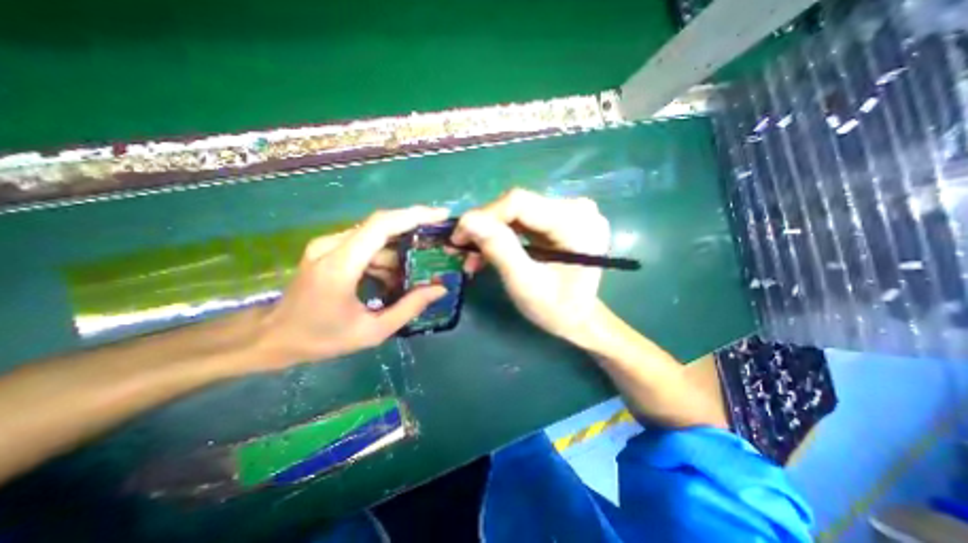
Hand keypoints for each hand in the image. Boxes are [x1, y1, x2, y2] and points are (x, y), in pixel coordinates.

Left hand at [258, 207, 451, 365]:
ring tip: (414, 273)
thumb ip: (409, 308)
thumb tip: (439, 288)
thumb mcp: (372, 332)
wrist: (273, 337)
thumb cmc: (322, 338)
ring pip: (374, 237)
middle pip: (381, 225)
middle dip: (413, 227)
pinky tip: (391, 278)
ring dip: (398, 251)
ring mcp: (327, 245)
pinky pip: (364, 244)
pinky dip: (383, 257)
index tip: (440, 214)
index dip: (413, 216)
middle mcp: (332, 246)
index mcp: (341, 265)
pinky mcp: (327, 249)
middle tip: (437, 237)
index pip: (382, 226)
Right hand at [451, 188, 606, 345]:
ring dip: (489, 232)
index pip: (520, 202)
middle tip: (460, 250)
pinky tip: (488, 250)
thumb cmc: (556, 309)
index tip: (458, 238)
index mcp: (576, 224)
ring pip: (515, 211)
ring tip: (472, 256)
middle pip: (517, 205)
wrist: (577, 317)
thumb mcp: (525, 285)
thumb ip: (499, 250)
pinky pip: (522, 218)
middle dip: (484, 227)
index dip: (484, 215)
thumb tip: (467, 220)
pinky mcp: (559, 217)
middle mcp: (576, 208)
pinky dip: (501, 234)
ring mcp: (569, 211)